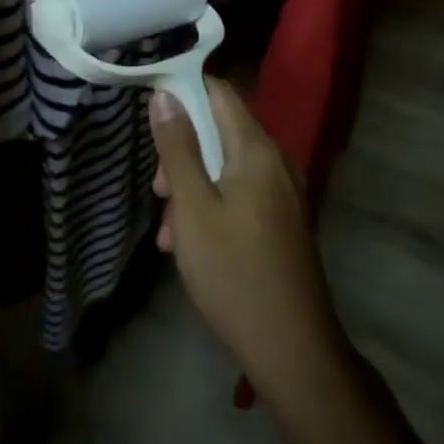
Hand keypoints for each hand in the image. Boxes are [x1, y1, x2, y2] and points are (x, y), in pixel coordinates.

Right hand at [151, 78, 347, 401]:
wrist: (293, 352)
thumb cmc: (234, 273)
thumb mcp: (193, 207)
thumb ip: (178, 148)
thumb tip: (165, 95)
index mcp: (257, 150)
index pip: (219, 92)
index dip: (183, 91)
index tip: (150, 112)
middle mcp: (276, 162)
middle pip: (220, 131)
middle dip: (182, 152)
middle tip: (159, 191)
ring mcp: (283, 194)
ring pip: (226, 168)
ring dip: (193, 187)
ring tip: (170, 232)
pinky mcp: (282, 223)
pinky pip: (240, 195)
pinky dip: (212, 206)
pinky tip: (190, 246)